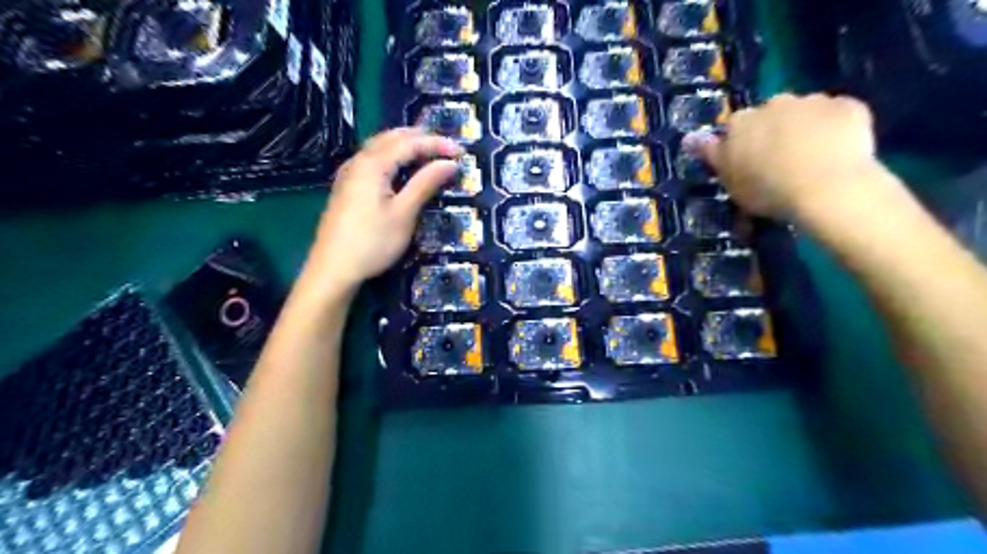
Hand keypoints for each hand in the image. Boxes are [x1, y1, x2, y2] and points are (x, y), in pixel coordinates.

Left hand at [307, 128, 461, 288]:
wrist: (333, 269)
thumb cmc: (372, 242)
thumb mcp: (404, 214)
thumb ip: (425, 184)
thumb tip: (449, 163)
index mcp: (373, 164)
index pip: (409, 143)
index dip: (436, 144)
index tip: (461, 152)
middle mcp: (358, 161)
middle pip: (392, 138)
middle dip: (421, 138)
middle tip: (447, 148)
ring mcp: (349, 173)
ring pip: (380, 146)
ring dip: (406, 145)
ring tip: (429, 153)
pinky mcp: (347, 187)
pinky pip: (373, 159)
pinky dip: (392, 156)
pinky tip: (400, 168)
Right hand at [689, 93, 878, 218]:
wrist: (826, 187)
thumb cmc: (767, 190)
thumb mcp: (729, 179)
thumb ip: (710, 154)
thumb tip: (689, 137)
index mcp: (741, 122)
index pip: (736, 127)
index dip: (743, 144)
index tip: (749, 164)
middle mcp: (774, 103)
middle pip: (771, 114)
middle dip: (775, 130)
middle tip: (781, 161)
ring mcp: (814, 101)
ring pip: (805, 112)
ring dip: (805, 127)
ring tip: (813, 158)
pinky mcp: (849, 106)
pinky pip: (838, 115)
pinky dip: (837, 128)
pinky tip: (839, 151)